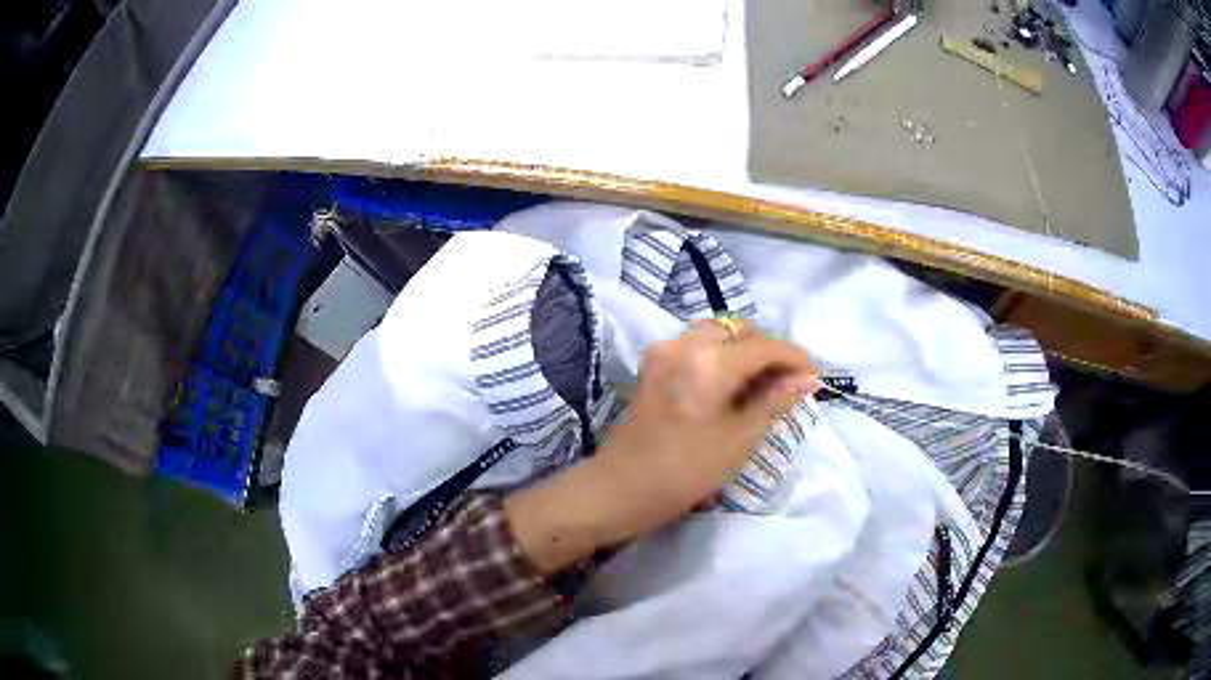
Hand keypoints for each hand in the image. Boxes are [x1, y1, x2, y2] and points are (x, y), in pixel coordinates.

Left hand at [505, 319, 816, 572]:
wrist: (621, 488)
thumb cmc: (685, 471)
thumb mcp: (740, 438)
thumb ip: (775, 400)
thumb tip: (808, 378)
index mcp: (710, 361)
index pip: (765, 345)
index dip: (795, 358)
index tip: (814, 378)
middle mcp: (686, 343)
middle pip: (740, 330)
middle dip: (769, 350)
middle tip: (787, 383)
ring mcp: (665, 350)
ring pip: (718, 334)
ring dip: (745, 350)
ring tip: (762, 384)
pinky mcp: (654, 363)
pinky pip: (697, 344)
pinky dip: (721, 355)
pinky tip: (732, 384)